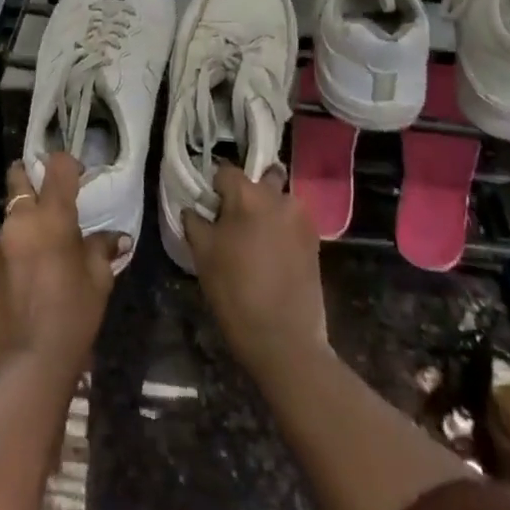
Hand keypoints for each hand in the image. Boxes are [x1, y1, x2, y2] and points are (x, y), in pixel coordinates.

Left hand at [0, 155, 123, 382]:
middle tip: (49, 194)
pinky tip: (28, 277)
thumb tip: (117, 239)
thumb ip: (102, 250)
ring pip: (10, 215)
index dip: (68, 164)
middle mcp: (19, 221)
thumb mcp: (98, 282)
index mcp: (51, 216)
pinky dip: (16, 249)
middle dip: (30, 175)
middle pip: (18, 176)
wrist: (26, 366)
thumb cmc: (72, 316)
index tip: (78, 177)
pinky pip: (3, 246)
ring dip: (24, 220)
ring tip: (43, 248)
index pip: (57, 166)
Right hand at [182, 163, 329, 379]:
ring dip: (267, 211)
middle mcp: (277, 196)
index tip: (209, 209)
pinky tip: (272, 255)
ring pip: (278, 200)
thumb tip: (194, 209)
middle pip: (259, 179)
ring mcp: (301, 217)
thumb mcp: (202, 253)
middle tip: (234, 222)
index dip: (215, 188)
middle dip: (247, 194)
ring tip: (255, 241)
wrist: (284, 338)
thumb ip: (195, 221)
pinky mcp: (315, 239)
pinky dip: (281, 229)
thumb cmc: (235, 290)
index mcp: (247, 194)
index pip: (225, 171)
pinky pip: (292, 221)